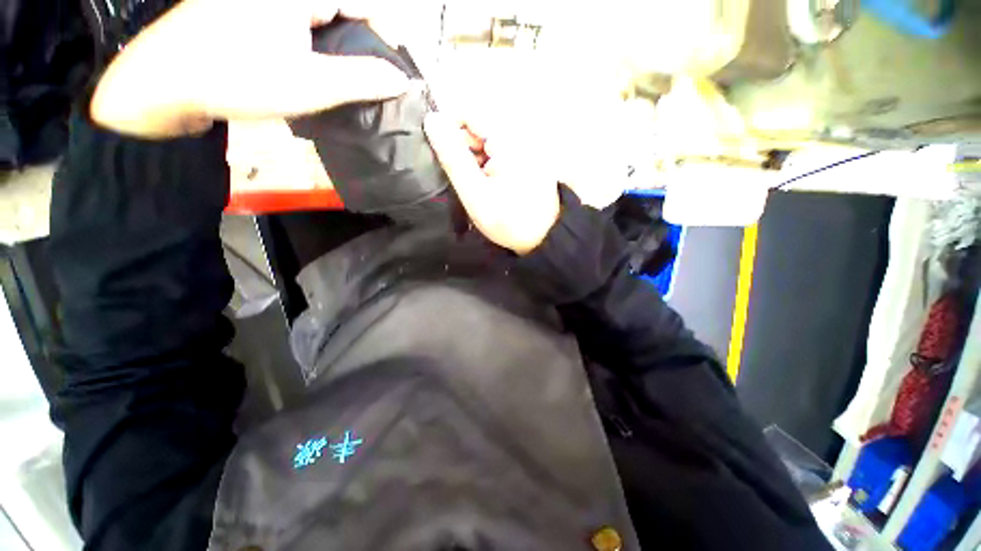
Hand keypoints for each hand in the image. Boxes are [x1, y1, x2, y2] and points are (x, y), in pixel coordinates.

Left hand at [91, 0, 409, 137]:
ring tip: (350, 82)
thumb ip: (363, 80)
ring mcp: (264, 3)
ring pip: (320, 20)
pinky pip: (299, 25)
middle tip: (375, 83)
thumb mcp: (311, 84)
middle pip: (342, 11)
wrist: (165, 84)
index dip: (387, 34)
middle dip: (364, 45)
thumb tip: (403, 80)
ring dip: (341, 49)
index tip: (396, 71)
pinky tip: (317, 71)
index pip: (362, 3)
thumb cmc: (239, 78)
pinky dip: (316, 47)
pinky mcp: (250, 14)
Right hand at [424, 113, 559, 254]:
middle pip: (479, 126)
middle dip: (463, 148)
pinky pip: (498, 150)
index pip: (469, 112)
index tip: (440, 154)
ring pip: (487, 140)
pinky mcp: (528, 156)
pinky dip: (487, 164)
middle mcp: (520, 134)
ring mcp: (526, 145)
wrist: (543, 237)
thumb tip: (431, 120)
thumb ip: (453, 157)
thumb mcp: (475, 193)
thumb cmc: (508, 220)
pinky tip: (488, 184)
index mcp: (509, 138)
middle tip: (462, 179)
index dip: (447, 129)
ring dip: (474, 159)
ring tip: (476, 186)